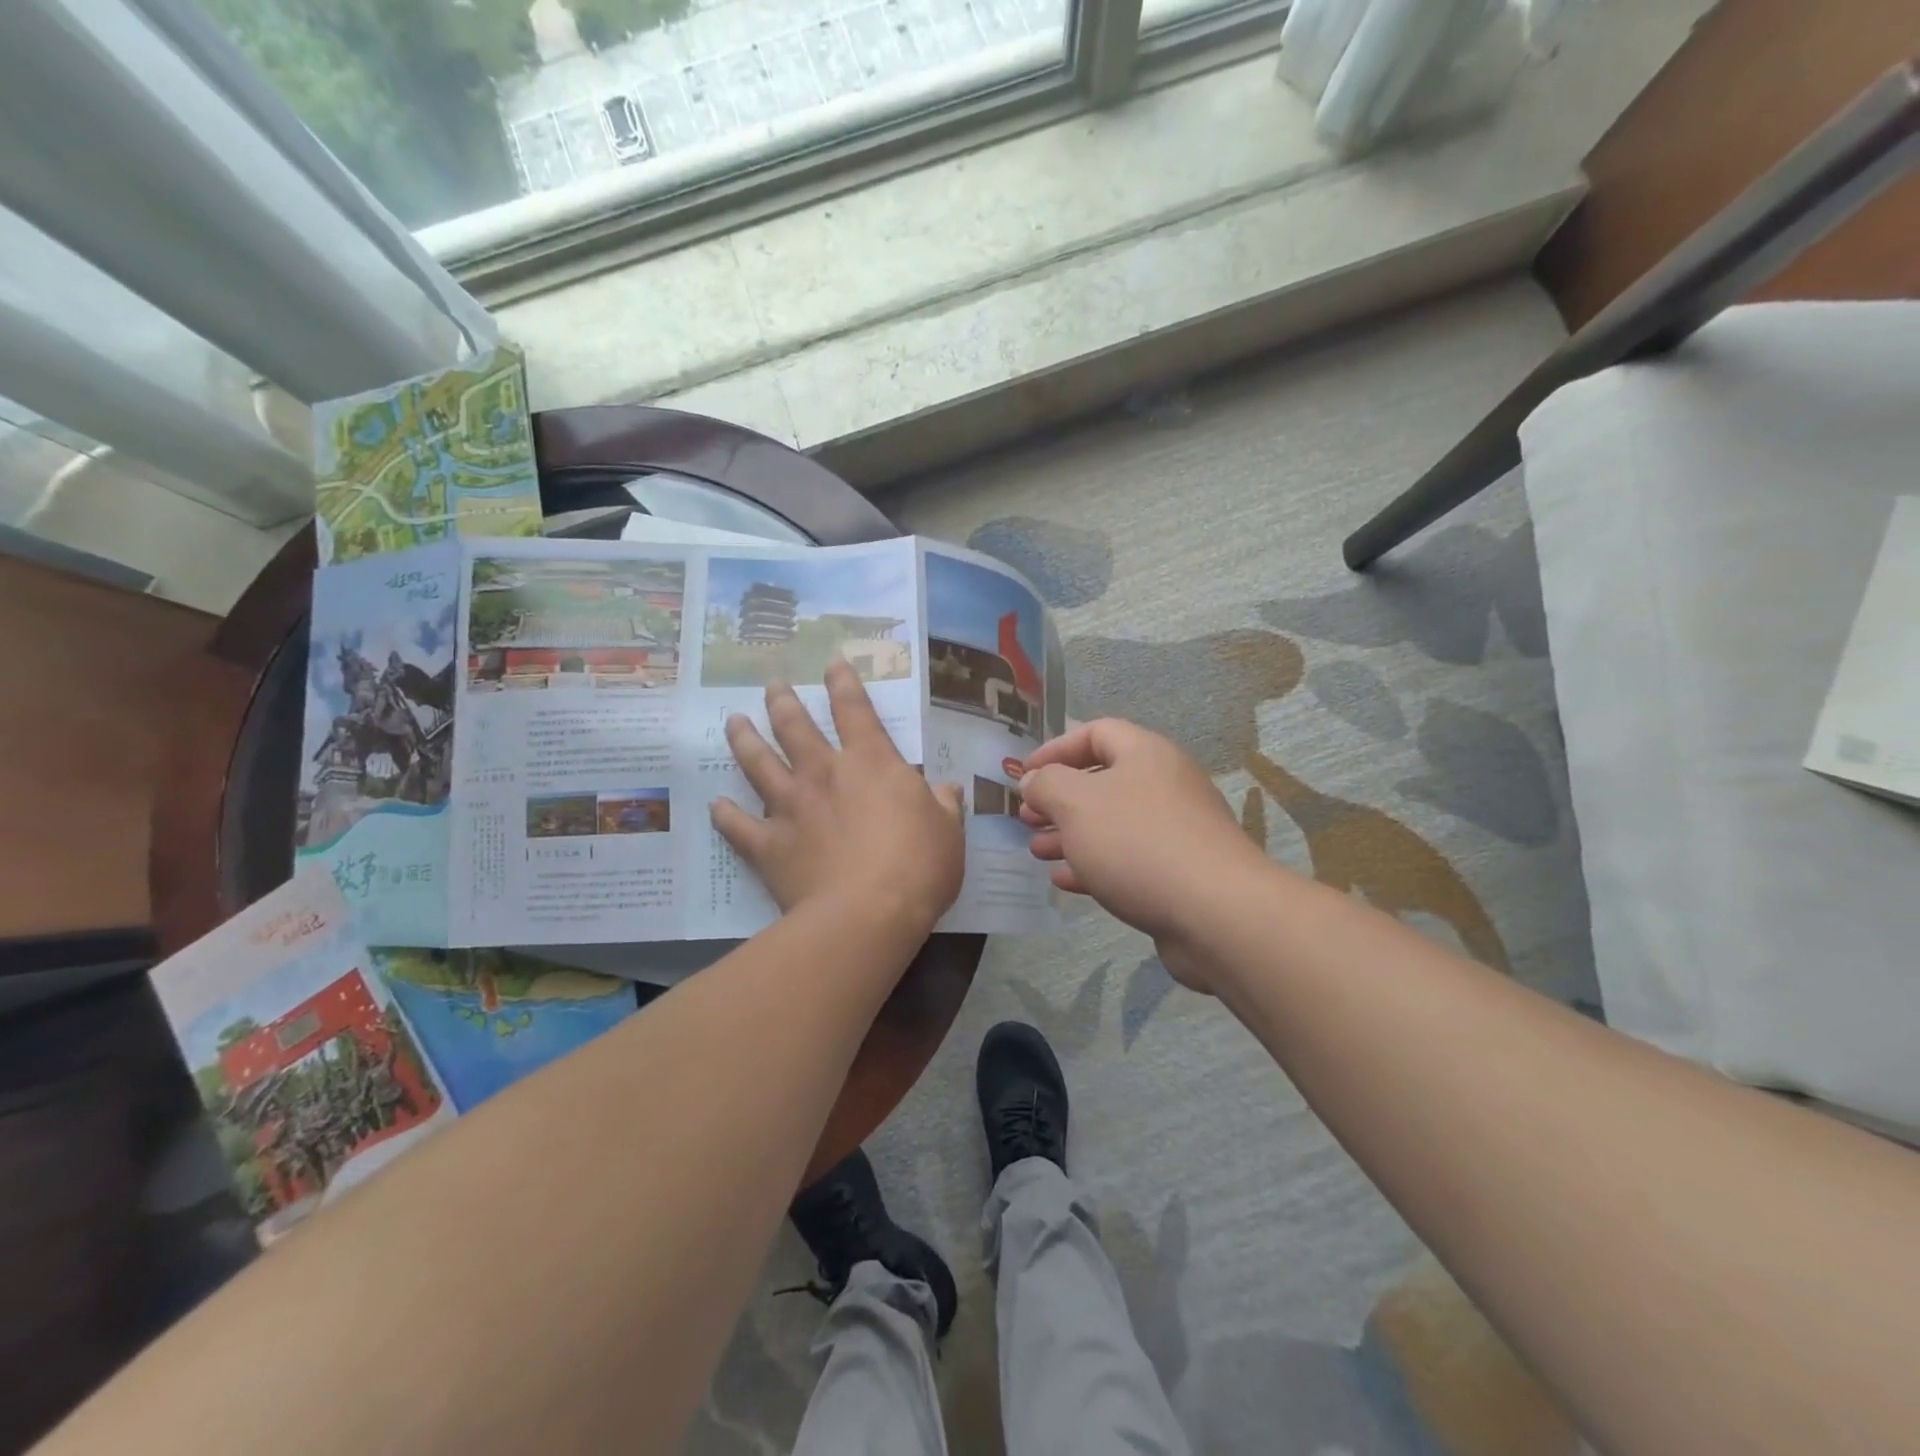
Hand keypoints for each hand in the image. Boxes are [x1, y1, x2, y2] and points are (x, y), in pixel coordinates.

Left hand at [712, 662, 964, 937]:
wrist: (868, 914)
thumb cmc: (918, 866)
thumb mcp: (948, 832)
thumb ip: (944, 806)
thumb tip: (948, 790)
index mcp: (871, 762)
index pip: (854, 709)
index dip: (843, 683)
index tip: (831, 663)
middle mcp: (824, 773)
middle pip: (795, 726)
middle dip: (782, 701)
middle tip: (771, 684)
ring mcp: (791, 806)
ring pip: (758, 762)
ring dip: (745, 739)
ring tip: (734, 721)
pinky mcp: (768, 844)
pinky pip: (739, 826)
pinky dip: (726, 815)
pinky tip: (717, 805)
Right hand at [1020, 720, 1268, 991]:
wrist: (1216, 912)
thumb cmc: (1137, 842)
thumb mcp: (1077, 804)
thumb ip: (1047, 784)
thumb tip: (1035, 779)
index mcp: (1146, 754)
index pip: (1096, 732)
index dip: (1056, 748)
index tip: (1024, 774)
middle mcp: (1165, 784)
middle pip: (1104, 781)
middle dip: (1059, 799)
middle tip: (1027, 817)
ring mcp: (1176, 830)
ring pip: (1113, 823)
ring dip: (1071, 834)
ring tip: (1037, 850)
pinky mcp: (1180, 871)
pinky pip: (1129, 859)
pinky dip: (1095, 865)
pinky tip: (1065, 880)